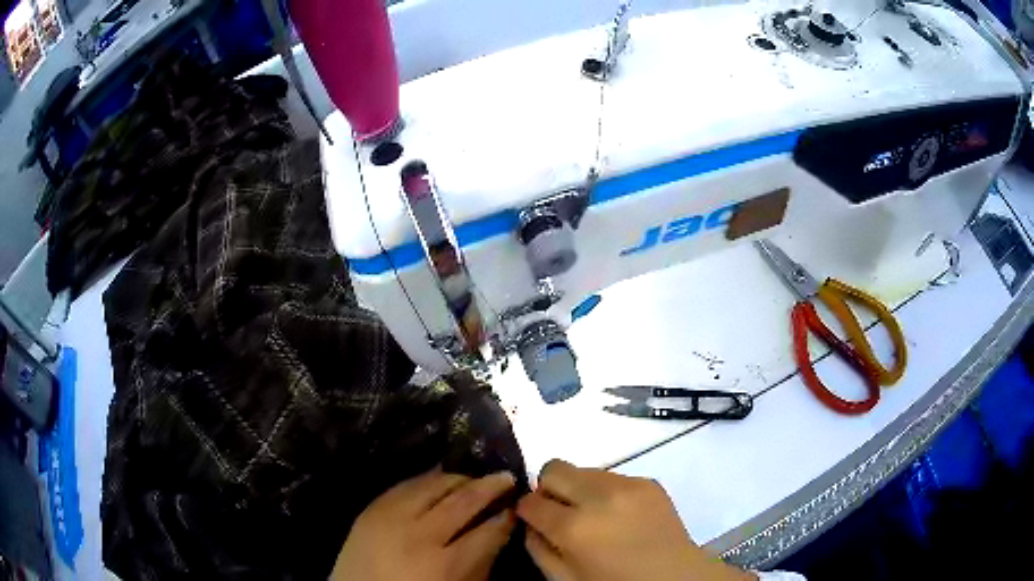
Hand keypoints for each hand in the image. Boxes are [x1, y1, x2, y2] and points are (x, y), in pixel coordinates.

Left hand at [331, 468, 516, 580]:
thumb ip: (481, 562)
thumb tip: (498, 530)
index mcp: (447, 563)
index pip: (489, 531)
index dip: (506, 517)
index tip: (516, 508)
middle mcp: (421, 533)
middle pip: (464, 500)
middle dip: (491, 486)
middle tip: (506, 478)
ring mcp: (392, 516)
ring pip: (435, 484)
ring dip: (460, 478)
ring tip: (475, 478)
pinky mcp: (372, 506)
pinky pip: (406, 483)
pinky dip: (428, 478)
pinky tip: (440, 478)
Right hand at [517, 460, 754, 580]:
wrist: (674, 578)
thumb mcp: (564, 579)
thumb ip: (537, 548)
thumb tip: (530, 521)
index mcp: (574, 527)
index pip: (531, 501)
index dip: (527, 511)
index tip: (534, 518)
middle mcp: (599, 497)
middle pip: (554, 468)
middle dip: (549, 488)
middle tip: (561, 512)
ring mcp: (628, 485)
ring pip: (584, 470)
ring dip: (580, 489)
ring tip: (595, 515)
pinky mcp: (649, 481)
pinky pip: (612, 476)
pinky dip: (607, 492)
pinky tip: (619, 515)